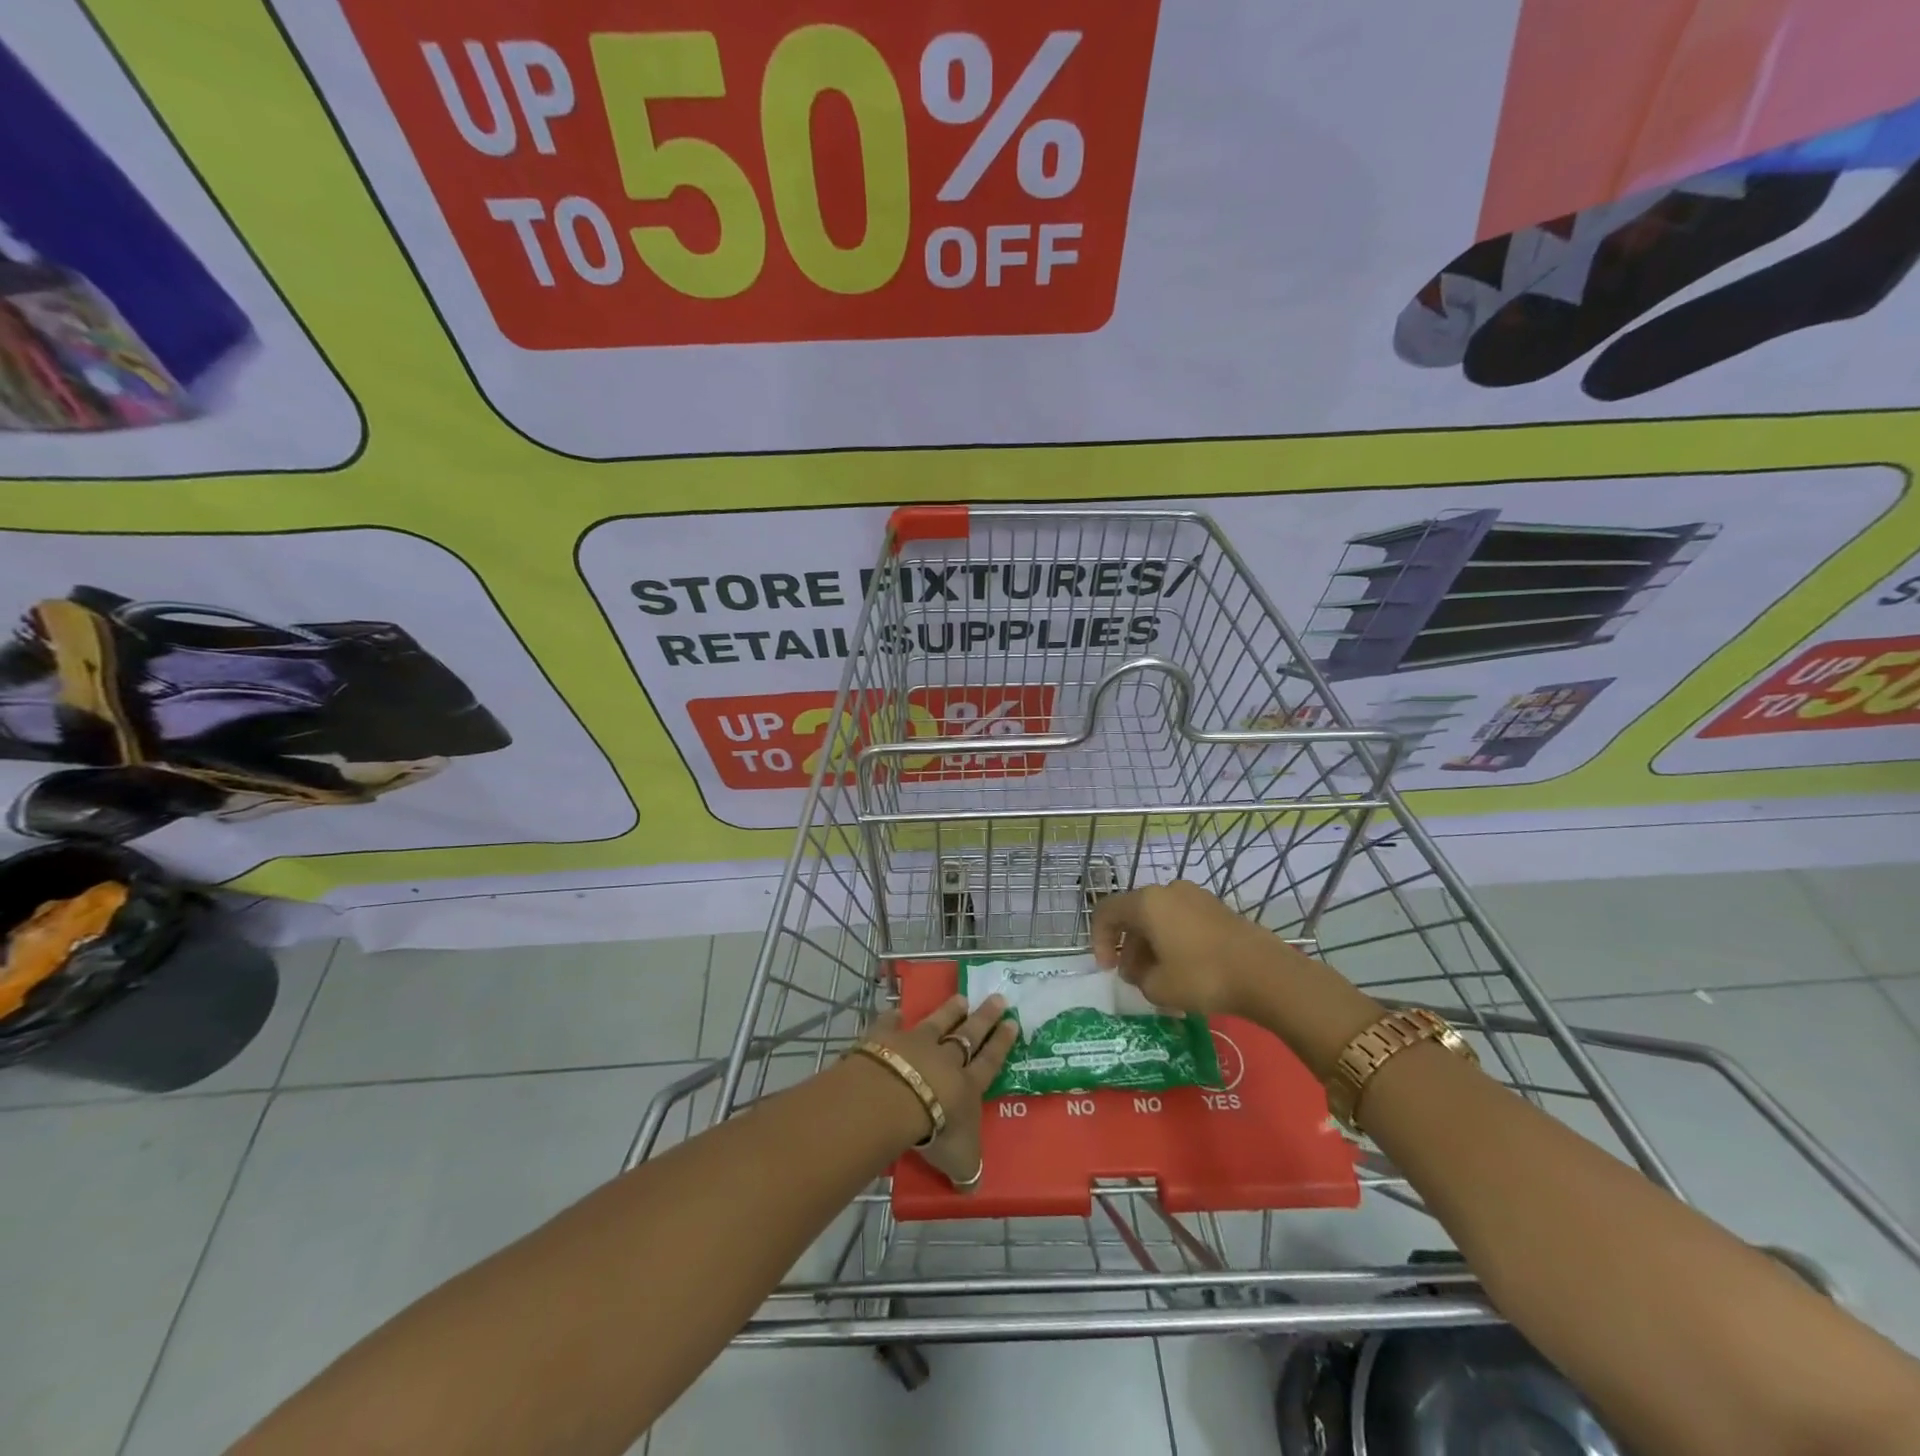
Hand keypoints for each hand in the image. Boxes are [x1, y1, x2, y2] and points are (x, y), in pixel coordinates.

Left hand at [860, 993, 1016, 1190]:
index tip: (1013, 1022)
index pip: (989, 1062)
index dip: (1002, 1044)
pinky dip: (894, 1017)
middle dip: (984, 1018)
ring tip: (961, 997)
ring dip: (949, 1010)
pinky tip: (896, 1010)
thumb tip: (972, 1189)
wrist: (895, 1099)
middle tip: (998, 998)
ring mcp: (917, 1043)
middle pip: (969, 1034)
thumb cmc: (936, 1131)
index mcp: (967, 1086)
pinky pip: (892, 1024)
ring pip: (938, 1022)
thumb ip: (967, 1170)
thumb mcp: (960, 1161)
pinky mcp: (888, 1038)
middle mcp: (945, 1059)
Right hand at [1090, 880, 1289, 1017]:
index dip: (1099, 940)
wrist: (1265, 974)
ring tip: (1160, 979)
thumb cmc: (1202, 976)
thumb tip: (1143, 972)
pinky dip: (1174, 942)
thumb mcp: (1158, 987)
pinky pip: (1183, 922)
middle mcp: (1168, 890)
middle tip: (1134, 979)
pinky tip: (1185, 971)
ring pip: (1160, 919)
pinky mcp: (1218, 909)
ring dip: (1152, 946)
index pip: (1106, 912)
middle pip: (1134, 915)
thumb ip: (1139, 978)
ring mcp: (1196, 897)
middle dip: (1128, 947)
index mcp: (1146, 903)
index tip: (1108, 970)